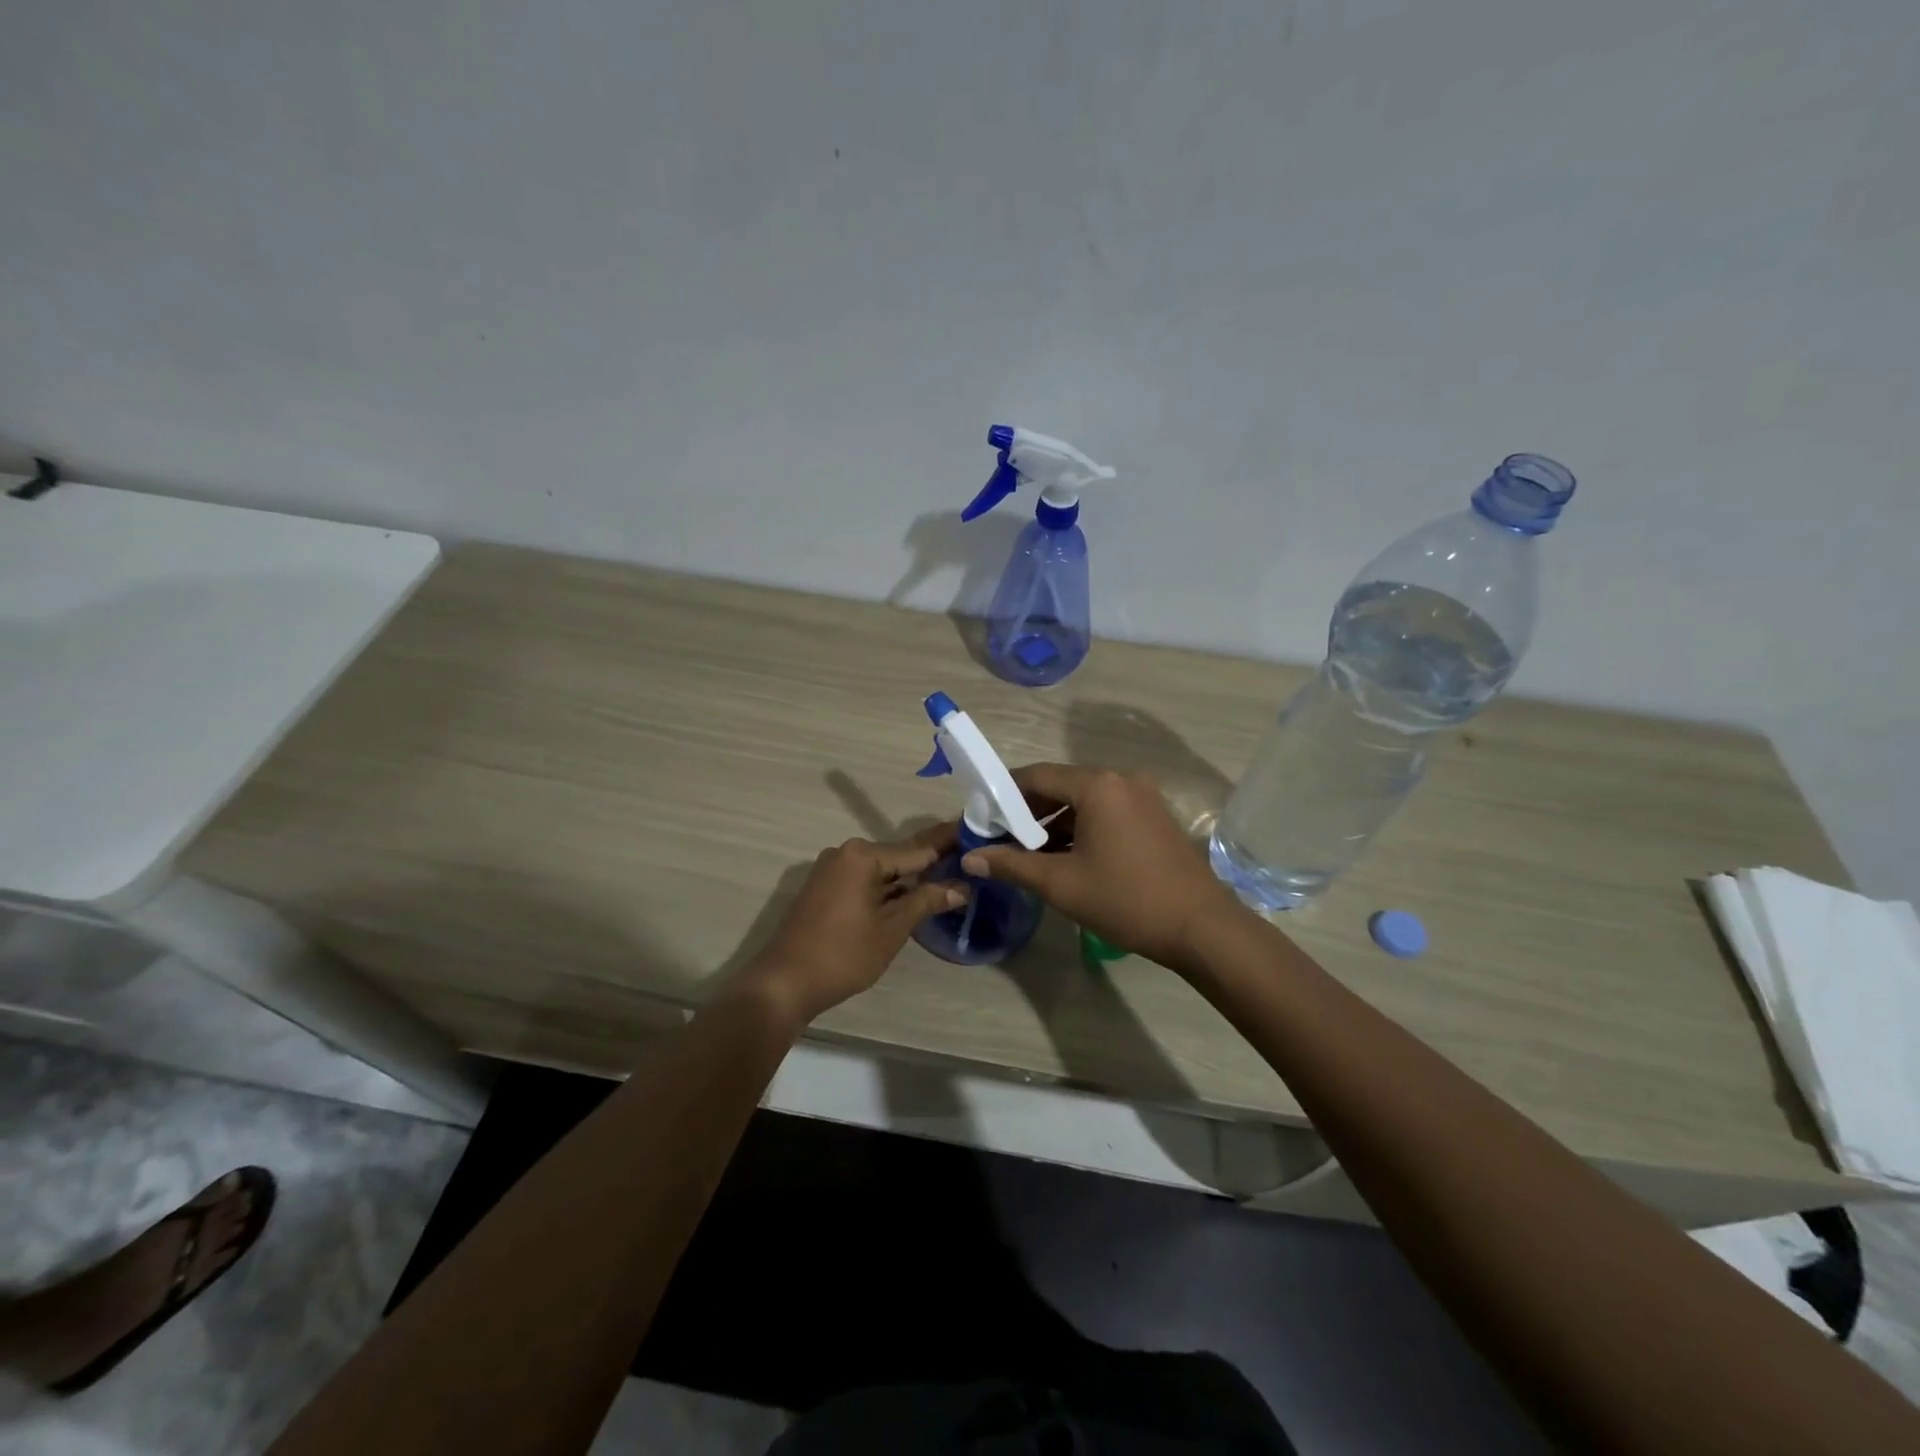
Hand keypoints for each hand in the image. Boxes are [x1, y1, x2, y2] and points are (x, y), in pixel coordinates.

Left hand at [736, 825, 964, 1025]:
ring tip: (948, 879)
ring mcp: (831, 869)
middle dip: (931, 862)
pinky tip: (910, 895)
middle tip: (968, 862)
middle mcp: (846, 852)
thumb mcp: (892, 929)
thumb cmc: (843, 954)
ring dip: (909, 877)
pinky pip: (864, 879)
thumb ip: (927, 901)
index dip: (949, 844)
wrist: (783, 983)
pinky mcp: (824, 887)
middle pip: (899, 855)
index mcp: (863, 855)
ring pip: (882, 869)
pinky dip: (887, 887)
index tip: (976, 836)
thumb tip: (962, 887)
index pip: (918, 848)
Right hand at [960, 764, 1249, 974]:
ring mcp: (1143, 797)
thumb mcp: (1061, 884)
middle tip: (1001, 838)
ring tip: (1030, 853)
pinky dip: (1082, 828)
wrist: (1201, 927)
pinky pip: (1107, 812)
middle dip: (1028, 811)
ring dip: (1055, 822)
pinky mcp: (1156, 816)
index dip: (1004, 794)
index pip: (1036, 776)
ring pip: (1085, 801)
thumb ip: (1012, 865)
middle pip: (1061, 785)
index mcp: (1097, 786)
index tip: (982, 816)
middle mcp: (1121, 780)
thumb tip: (970, 858)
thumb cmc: (1126, 900)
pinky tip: (1067, 857)